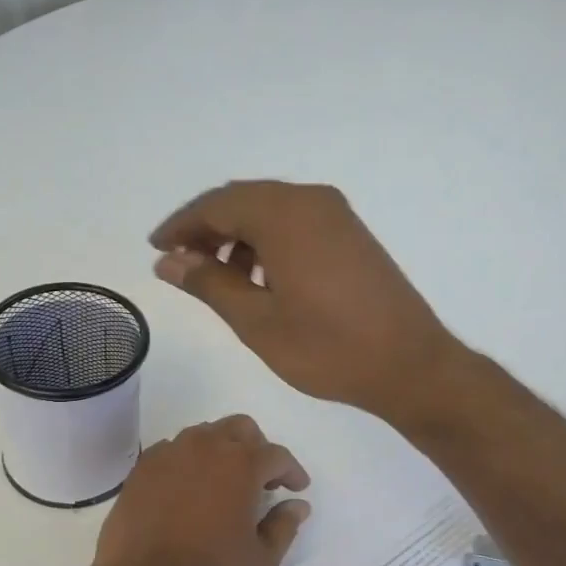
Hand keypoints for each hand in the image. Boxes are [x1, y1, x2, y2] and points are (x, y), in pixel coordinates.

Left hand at [90, 415, 310, 565]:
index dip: (292, 470)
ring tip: (224, 482)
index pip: (276, 455)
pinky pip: (173, 450)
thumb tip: (297, 505)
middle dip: (258, 447)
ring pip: (204, 434)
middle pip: (240, 428)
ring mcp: (170, 453)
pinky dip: (188, 461)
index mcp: (241, 465)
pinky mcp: (142, 468)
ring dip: (221, 450)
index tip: (297, 487)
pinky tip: (188, 488)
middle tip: (262, 479)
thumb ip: (284, 526)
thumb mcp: (261, 562)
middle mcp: (206, 447)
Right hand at [150, 181, 464, 424]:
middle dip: (206, 228)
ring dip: (237, 235)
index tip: (156, 249)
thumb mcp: (257, 321)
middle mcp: (311, 201)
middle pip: (243, 200)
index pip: (216, 205)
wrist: (409, 364)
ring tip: (218, 277)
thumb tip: (167, 261)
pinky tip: (260, 278)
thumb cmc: (327, 348)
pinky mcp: (351, 233)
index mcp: (284, 215)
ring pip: (270, 210)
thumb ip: (209, 284)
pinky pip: (296, 222)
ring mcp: (336, 215)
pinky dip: (267, 241)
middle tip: (180, 264)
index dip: (181, 226)